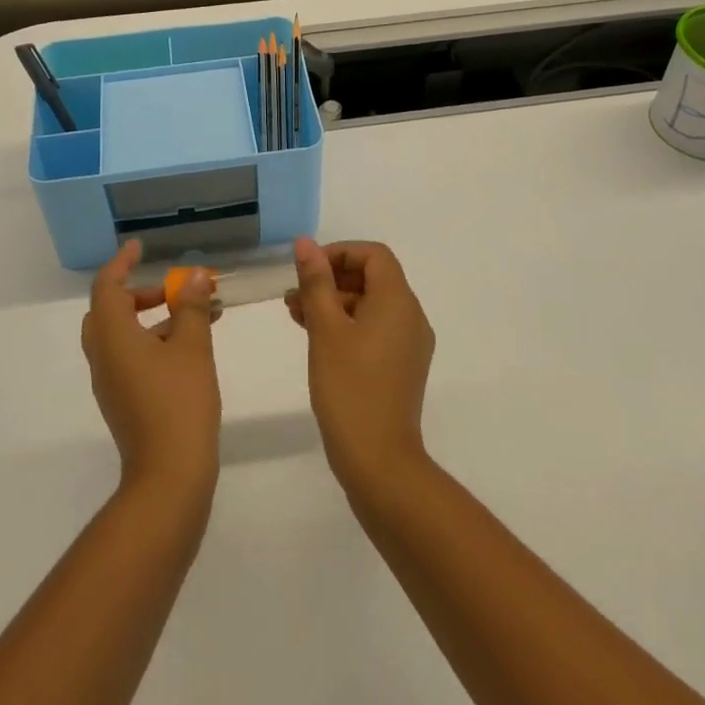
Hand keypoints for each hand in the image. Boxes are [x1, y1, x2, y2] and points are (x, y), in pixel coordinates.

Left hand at [82, 240, 220, 502]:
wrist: (168, 476)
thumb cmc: (179, 403)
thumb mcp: (192, 347)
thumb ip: (192, 306)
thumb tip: (195, 275)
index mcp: (112, 337)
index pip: (107, 287)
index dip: (122, 263)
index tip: (140, 247)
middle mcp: (104, 357)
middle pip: (109, 311)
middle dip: (140, 294)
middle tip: (172, 288)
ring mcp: (111, 382)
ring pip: (123, 336)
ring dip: (154, 318)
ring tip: (198, 314)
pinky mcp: (124, 401)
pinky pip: (132, 357)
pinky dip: (154, 341)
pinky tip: (191, 347)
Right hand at [287, 239, 435, 497]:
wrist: (379, 461)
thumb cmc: (349, 387)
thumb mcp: (325, 329)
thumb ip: (316, 282)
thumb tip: (305, 243)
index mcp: (398, 301)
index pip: (373, 255)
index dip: (339, 253)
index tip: (308, 270)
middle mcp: (411, 316)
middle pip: (372, 278)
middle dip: (331, 279)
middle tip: (294, 294)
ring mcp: (409, 343)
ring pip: (370, 305)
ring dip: (334, 303)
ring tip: (294, 314)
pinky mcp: (401, 366)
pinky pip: (374, 329)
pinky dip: (346, 325)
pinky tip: (316, 338)